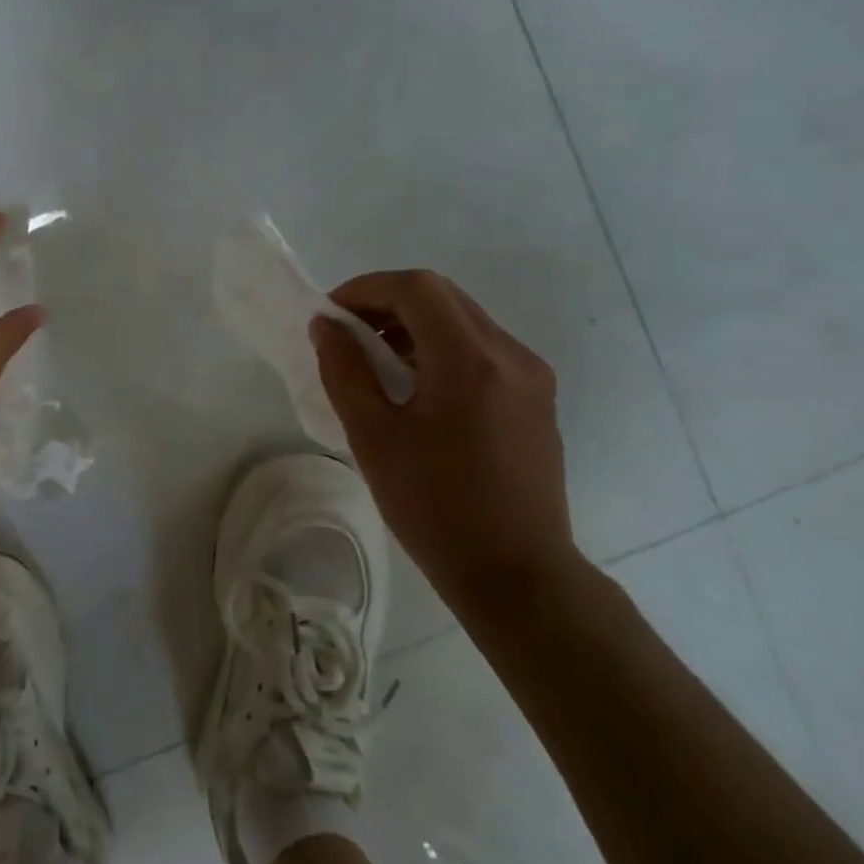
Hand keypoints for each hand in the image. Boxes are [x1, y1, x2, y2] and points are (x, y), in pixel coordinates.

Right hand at [310, 270, 579, 610]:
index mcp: (470, 360)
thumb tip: (326, 327)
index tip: (330, 315)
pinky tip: (415, 387)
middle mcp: (510, 354)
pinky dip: (440, 348)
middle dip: (387, 302)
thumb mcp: (373, 437)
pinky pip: (482, 349)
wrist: (518, 574)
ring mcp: (531, 376)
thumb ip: (344, 371)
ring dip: (414, 324)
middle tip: (347, 334)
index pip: (416, 288)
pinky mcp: (536, 399)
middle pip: (443, 296)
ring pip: (464, 320)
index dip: (366, 288)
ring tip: (374, 362)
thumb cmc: (435, 507)